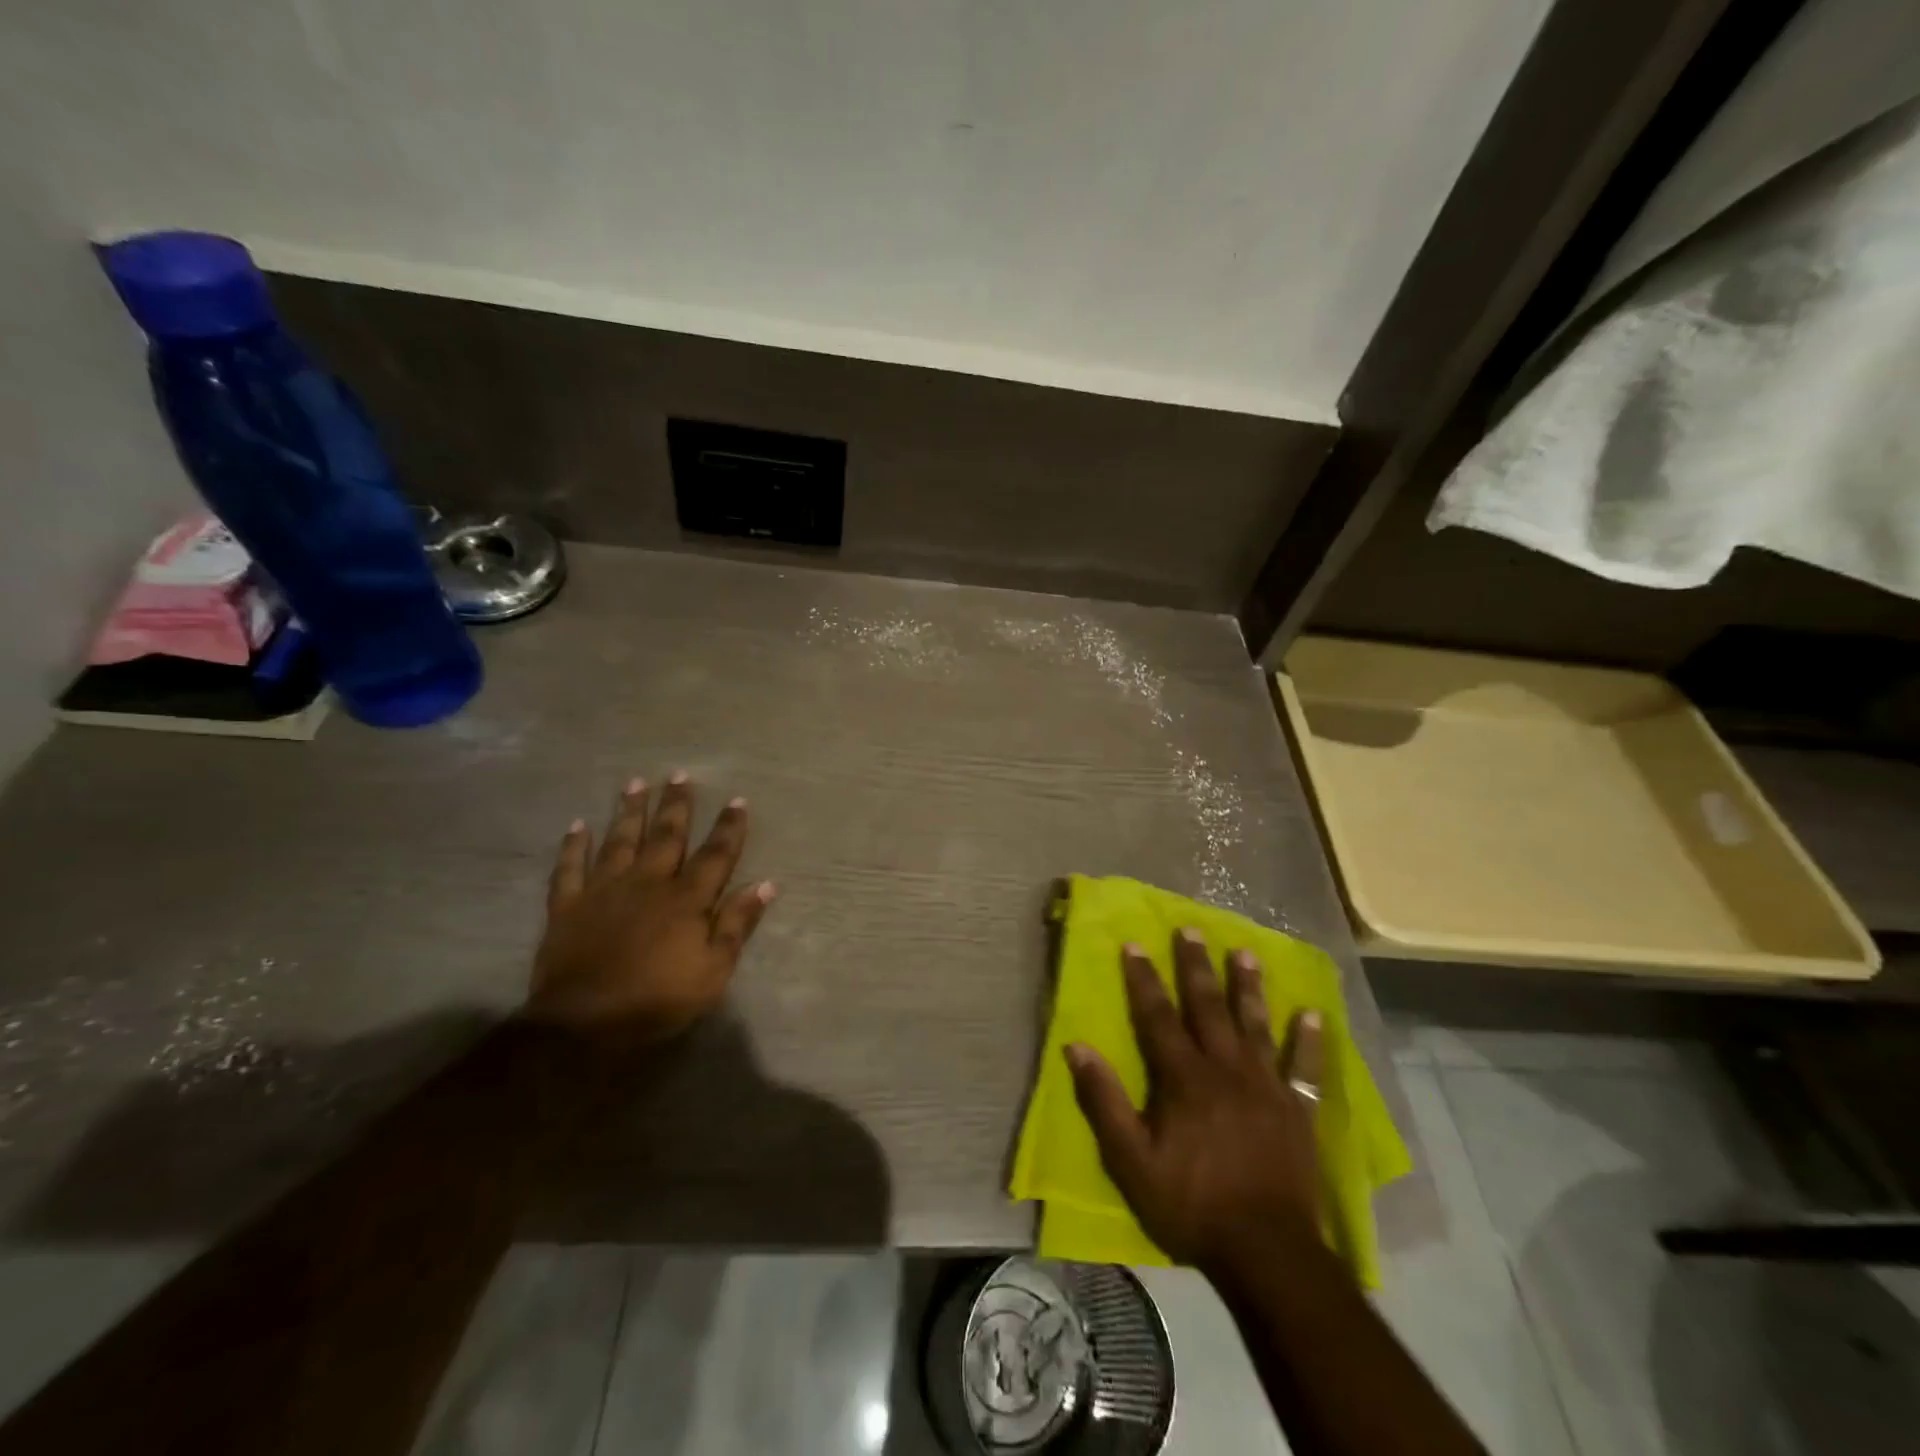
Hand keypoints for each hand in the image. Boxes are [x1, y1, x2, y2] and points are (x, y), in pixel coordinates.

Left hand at [528, 773, 774, 1046]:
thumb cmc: (658, 999)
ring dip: (629, 811)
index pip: (715, 855)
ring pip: (620, 841)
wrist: (584, 1023)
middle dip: (676, 805)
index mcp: (686, 899)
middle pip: (666, 836)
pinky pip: (569, 869)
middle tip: (679, 774)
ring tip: (635, 783)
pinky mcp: (568, 906)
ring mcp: (604, 891)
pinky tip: (577, 825)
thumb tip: (766, 884)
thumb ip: (737, 924)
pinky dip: (573, 846)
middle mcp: (648, 883)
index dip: (728, 828)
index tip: (737, 800)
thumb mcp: (714, 970)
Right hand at [1066, 930, 1324, 1271]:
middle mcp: (1226, 1069)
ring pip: (1255, 1024)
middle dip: (1196, 966)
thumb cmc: (1191, 1204)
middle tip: (1191, 928)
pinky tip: (1312, 1013)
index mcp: (1184, 1078)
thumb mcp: (1131, 1160)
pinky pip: (1306, 1067)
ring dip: (1248, 987)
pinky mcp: (1297, 1110)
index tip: (1134, 943)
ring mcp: (1267, 1086)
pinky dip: (1310, 1040)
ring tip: (1245, 952)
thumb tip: (1076, 1047)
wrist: (1267, 1252)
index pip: (1158, 1016)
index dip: (1143, 979)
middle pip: (1208, 1007)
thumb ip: (1104, 1101)